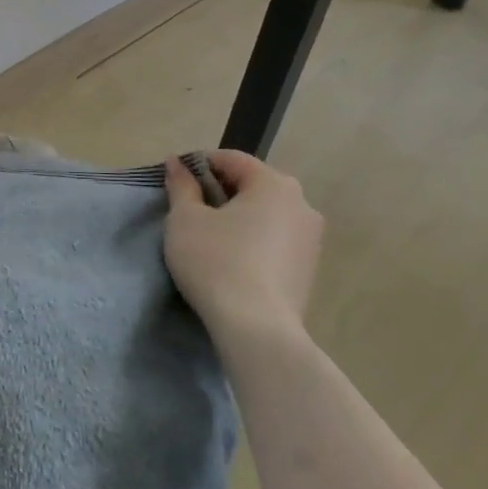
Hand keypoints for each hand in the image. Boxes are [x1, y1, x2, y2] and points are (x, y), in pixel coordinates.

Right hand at [164, 150, 322, 347]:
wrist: (256, 329)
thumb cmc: (216, 261)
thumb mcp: (185, 219)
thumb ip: (181, 186)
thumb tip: (176, 163)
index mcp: (274, 184)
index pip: (232, 159)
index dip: (199, 165)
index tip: (176, 182)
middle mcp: (301, 204)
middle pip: (253, 185)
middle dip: (220, 191)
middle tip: (189, 210)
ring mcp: (311, 239)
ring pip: (266, 214)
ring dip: (238, 217)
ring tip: (209, 237)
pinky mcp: (309, 269)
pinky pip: (275, 240)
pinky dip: (253, 240)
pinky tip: (232, 260)